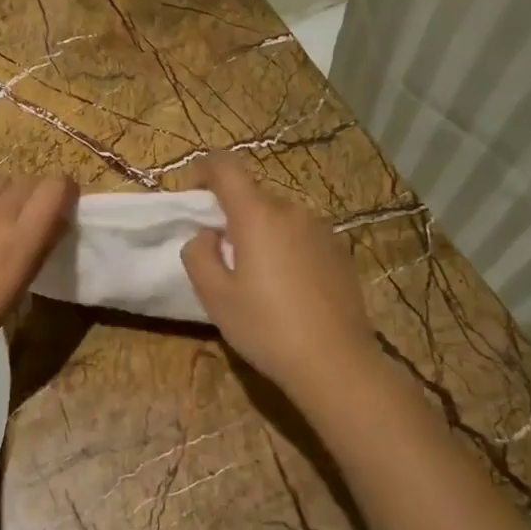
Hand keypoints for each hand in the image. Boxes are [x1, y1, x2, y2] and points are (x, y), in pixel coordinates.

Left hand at [0, 177, 77, 368]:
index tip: (62, 213)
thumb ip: (38, 251)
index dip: (65, 194)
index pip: (56, 188)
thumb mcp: (16, 292)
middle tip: (30, 224)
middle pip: (27, 182)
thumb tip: (54, 225)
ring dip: (6, 198)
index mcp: (20, 236)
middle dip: (36, 197)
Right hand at [180, 154, 375, 398]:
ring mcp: (322, 230)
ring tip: (253, 275)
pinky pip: (300, 236)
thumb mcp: (214, 296)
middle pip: (253, 195)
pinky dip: (284, 247)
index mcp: (257, 216)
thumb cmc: (265, 327)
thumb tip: (207, 235)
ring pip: (278, 217)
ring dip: (259, 232)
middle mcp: (292, 212)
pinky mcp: (339, 252)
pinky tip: (285, 287)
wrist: (335, 362)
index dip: (203, 169)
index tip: (191, 191)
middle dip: (230, 213)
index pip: (226, 167)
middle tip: (218, 253)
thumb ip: (198, 254)